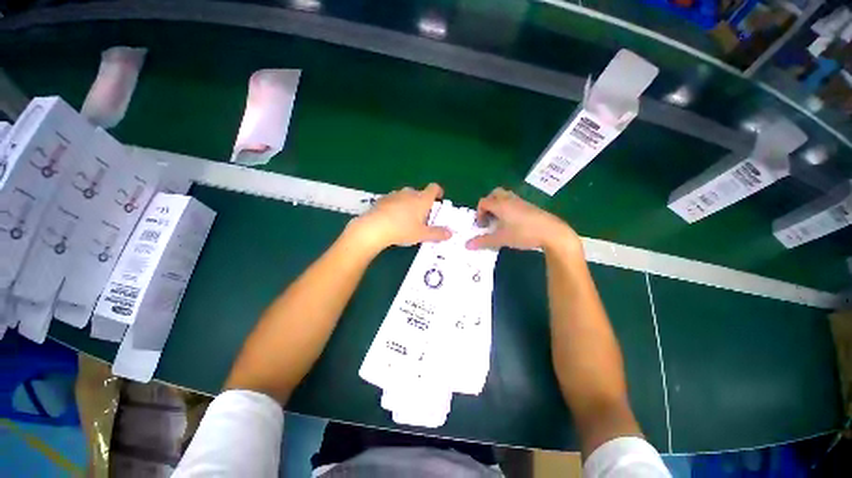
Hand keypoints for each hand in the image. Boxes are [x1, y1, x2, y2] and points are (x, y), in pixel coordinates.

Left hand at [348, 183, 451, 252]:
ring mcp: (395, 195)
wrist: (374, 227)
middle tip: (422, 217)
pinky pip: (393, 200)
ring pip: (405, 196)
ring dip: (408, 204)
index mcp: (422, 199)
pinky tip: (392, 219)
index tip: (438, 199)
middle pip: (419, 193)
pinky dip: (396, 207)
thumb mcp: (422, 234)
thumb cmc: (402, 230)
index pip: (434, 188)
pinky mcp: (382, 199)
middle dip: (422, 202)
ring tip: (406, 219)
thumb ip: (437, 233)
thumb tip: (450, 233)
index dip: (438, 192)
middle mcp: (409, 193)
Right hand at [466, 188, 580, 252]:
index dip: (479, 213)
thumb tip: (467, 245)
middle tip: (489, 218)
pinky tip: (512, 222)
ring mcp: (520, 201)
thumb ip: (483, 241)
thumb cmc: (523, 233)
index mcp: (500, 205)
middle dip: (488, 205)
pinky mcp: (529, 206)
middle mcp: (509, 199)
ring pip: (504, 197)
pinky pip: (513, 202)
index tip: (482, 226)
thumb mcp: (501, 239)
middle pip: (494, 194)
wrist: (551, 232)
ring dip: (498, 206)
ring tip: (499, 220)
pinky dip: (507, 208)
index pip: (483, 202)